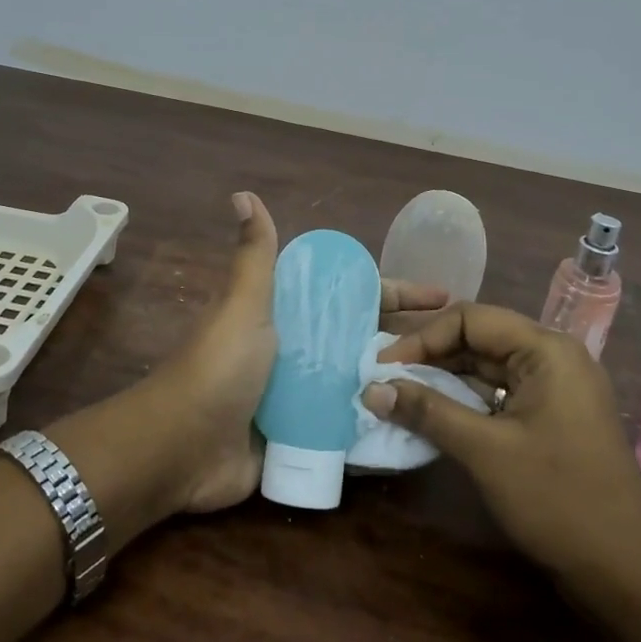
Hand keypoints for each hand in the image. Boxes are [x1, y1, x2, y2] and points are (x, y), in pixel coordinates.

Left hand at [149, 194, 453, 514]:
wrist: (182, 448)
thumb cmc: (219, 368)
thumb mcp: (243, 305)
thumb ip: (254, 256)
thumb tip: (243, 193)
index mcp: (287, 315)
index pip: (352, 295)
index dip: (395, 292)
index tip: (441, 294)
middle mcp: (297, 351)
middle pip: (362, 339)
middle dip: (406, 341)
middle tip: (458, 350)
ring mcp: (301, 397)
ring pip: (359, 383)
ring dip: (396, 385)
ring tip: (451, 390)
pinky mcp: (302, 437)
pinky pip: (347, 428)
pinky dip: (376, 426)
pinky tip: (417, 429)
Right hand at [364, 304, 640, 587]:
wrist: (626, 572)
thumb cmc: (558, 500)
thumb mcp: (485, 451)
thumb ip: (427, 412)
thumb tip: (372, 389)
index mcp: (547, 350)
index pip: (471, 318)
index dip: (423, 338)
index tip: (384, 367)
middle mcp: (553, 358)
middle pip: (479, 339)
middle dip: (430, 357)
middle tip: (385, 380)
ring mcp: (555, 389)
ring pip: (487, 369)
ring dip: (444, 381)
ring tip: (399, 396)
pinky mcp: (552, 418)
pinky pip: (499, 395)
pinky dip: (465, 403)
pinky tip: (433, 417)